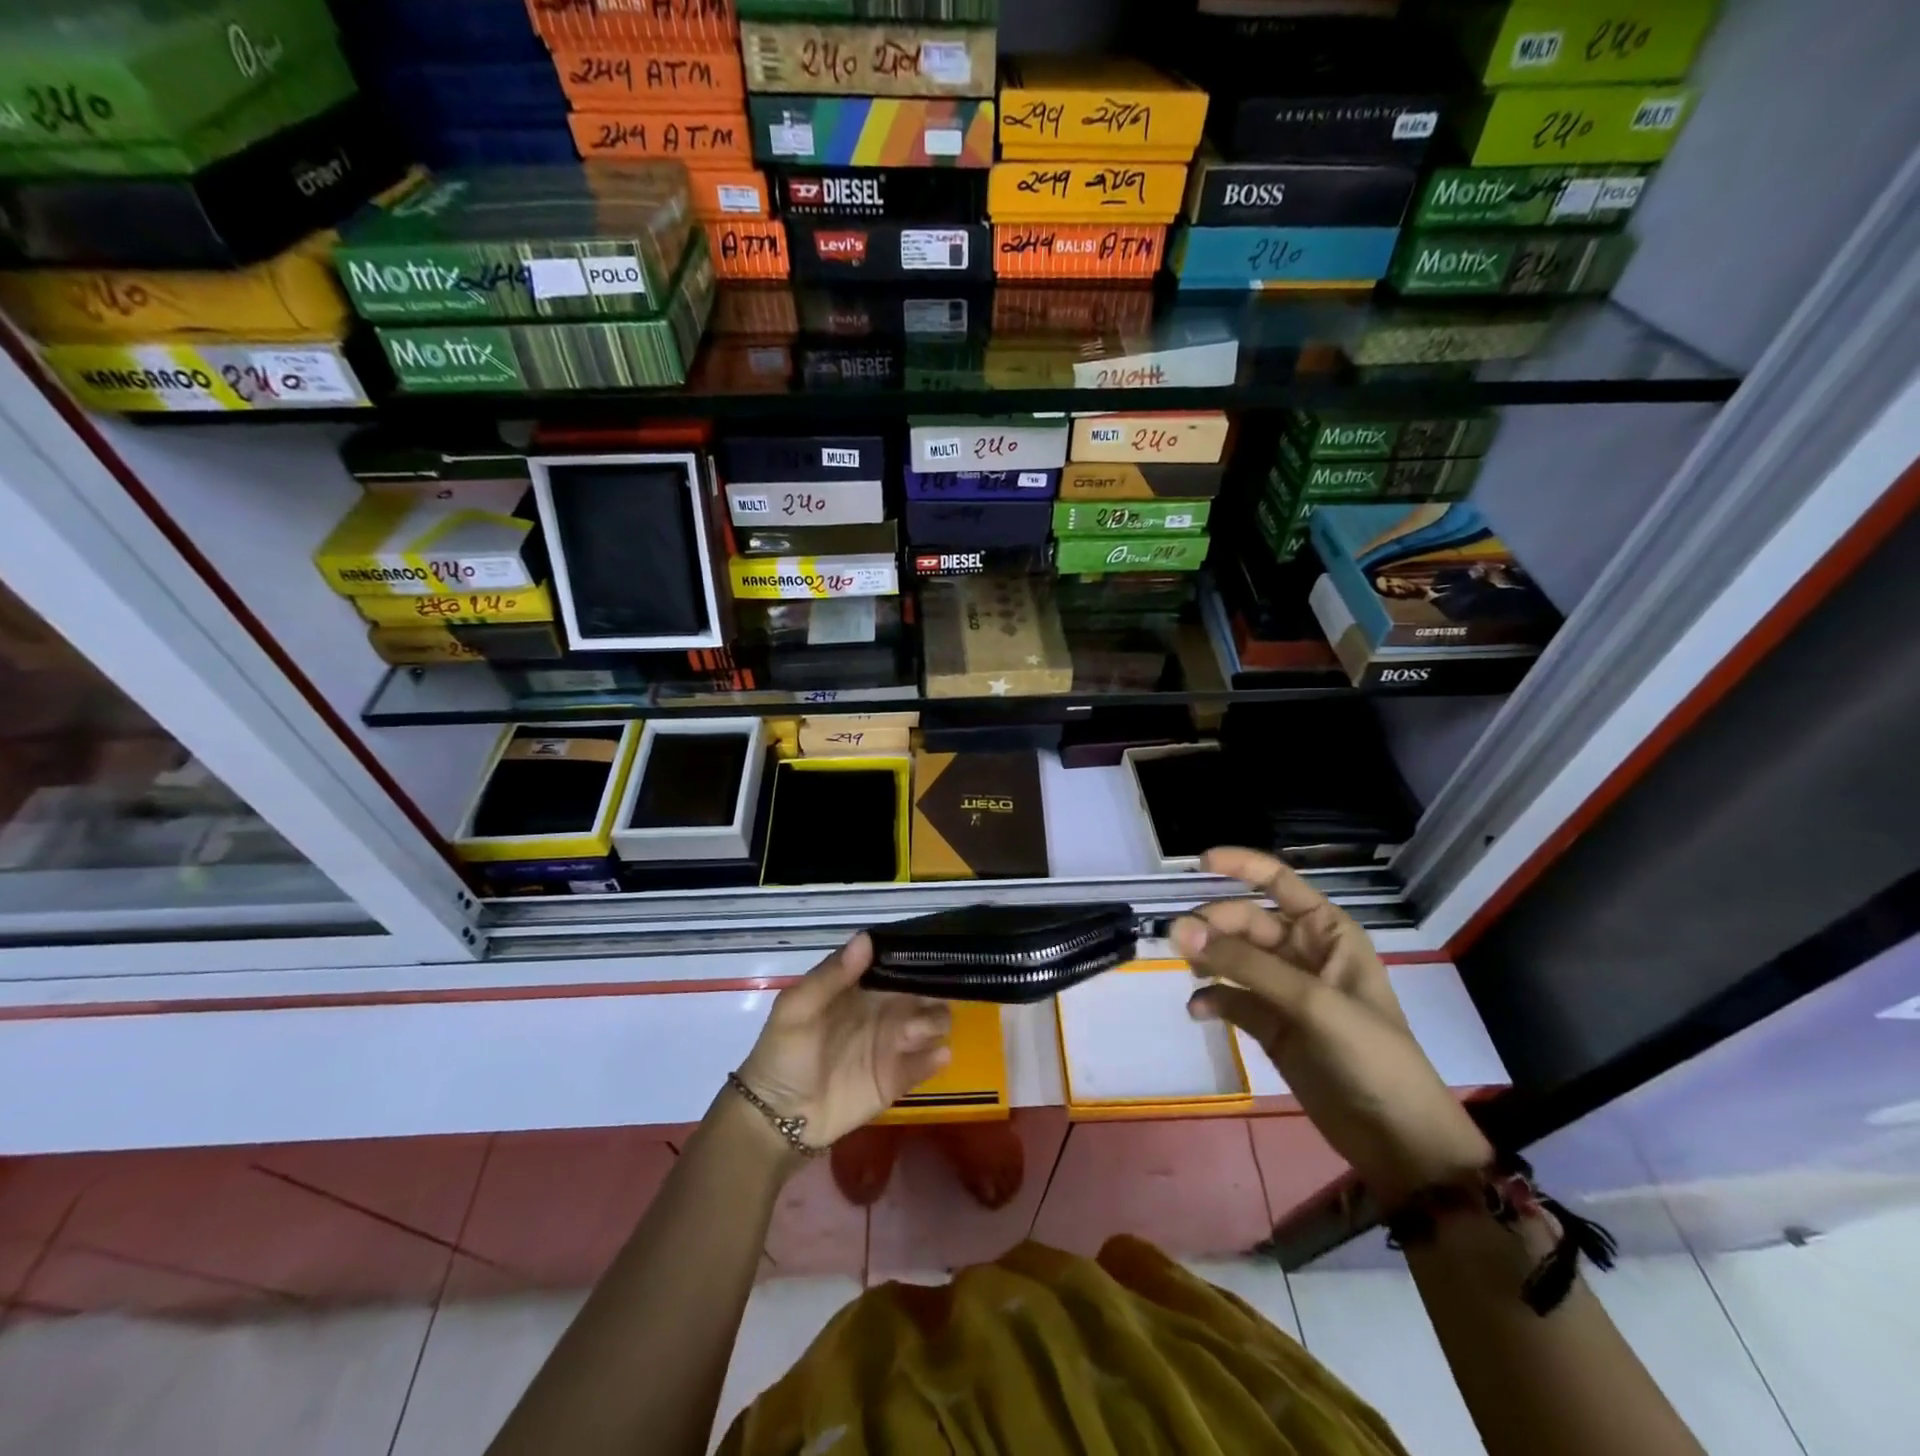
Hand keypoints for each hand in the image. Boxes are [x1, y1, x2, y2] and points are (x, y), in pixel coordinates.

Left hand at [735, 933, 952, 1154]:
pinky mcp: (899, 1078)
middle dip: (934, 990)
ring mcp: (894, 1043)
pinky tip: (936, 1056)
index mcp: (862, 987)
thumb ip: (831, 975)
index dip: (916, 956)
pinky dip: (936, 1057)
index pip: (898, 963)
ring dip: (935, 1022)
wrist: (778, 1117)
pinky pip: (929, 1062)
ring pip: (935, 1022)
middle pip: (925, 989)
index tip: (931, 952)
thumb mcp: (797, 1008)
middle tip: (924, 1000)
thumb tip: (866, 938)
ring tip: (913, 1033)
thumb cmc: (784, 1053)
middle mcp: (885, 1009)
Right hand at [1175, 848, 1492, 1205]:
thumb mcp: (1312, 1002)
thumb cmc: (1371, 1056)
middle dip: (1212, 925)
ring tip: (1185, 969)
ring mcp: (1283, 989)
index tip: (1197, 864)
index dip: (1240, 866)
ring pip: (1231, 956)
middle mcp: (1302, 952)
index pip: (1278, 881)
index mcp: (1326, 932)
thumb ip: (1244, 965)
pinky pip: (1229, 997)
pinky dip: (1210, 998)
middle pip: (1244, 920)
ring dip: (1205, 958)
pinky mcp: (1268, 1024)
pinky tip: (1197, 1010)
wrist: (1398, 1140)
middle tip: (1178, 941)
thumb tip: (1178, 930)